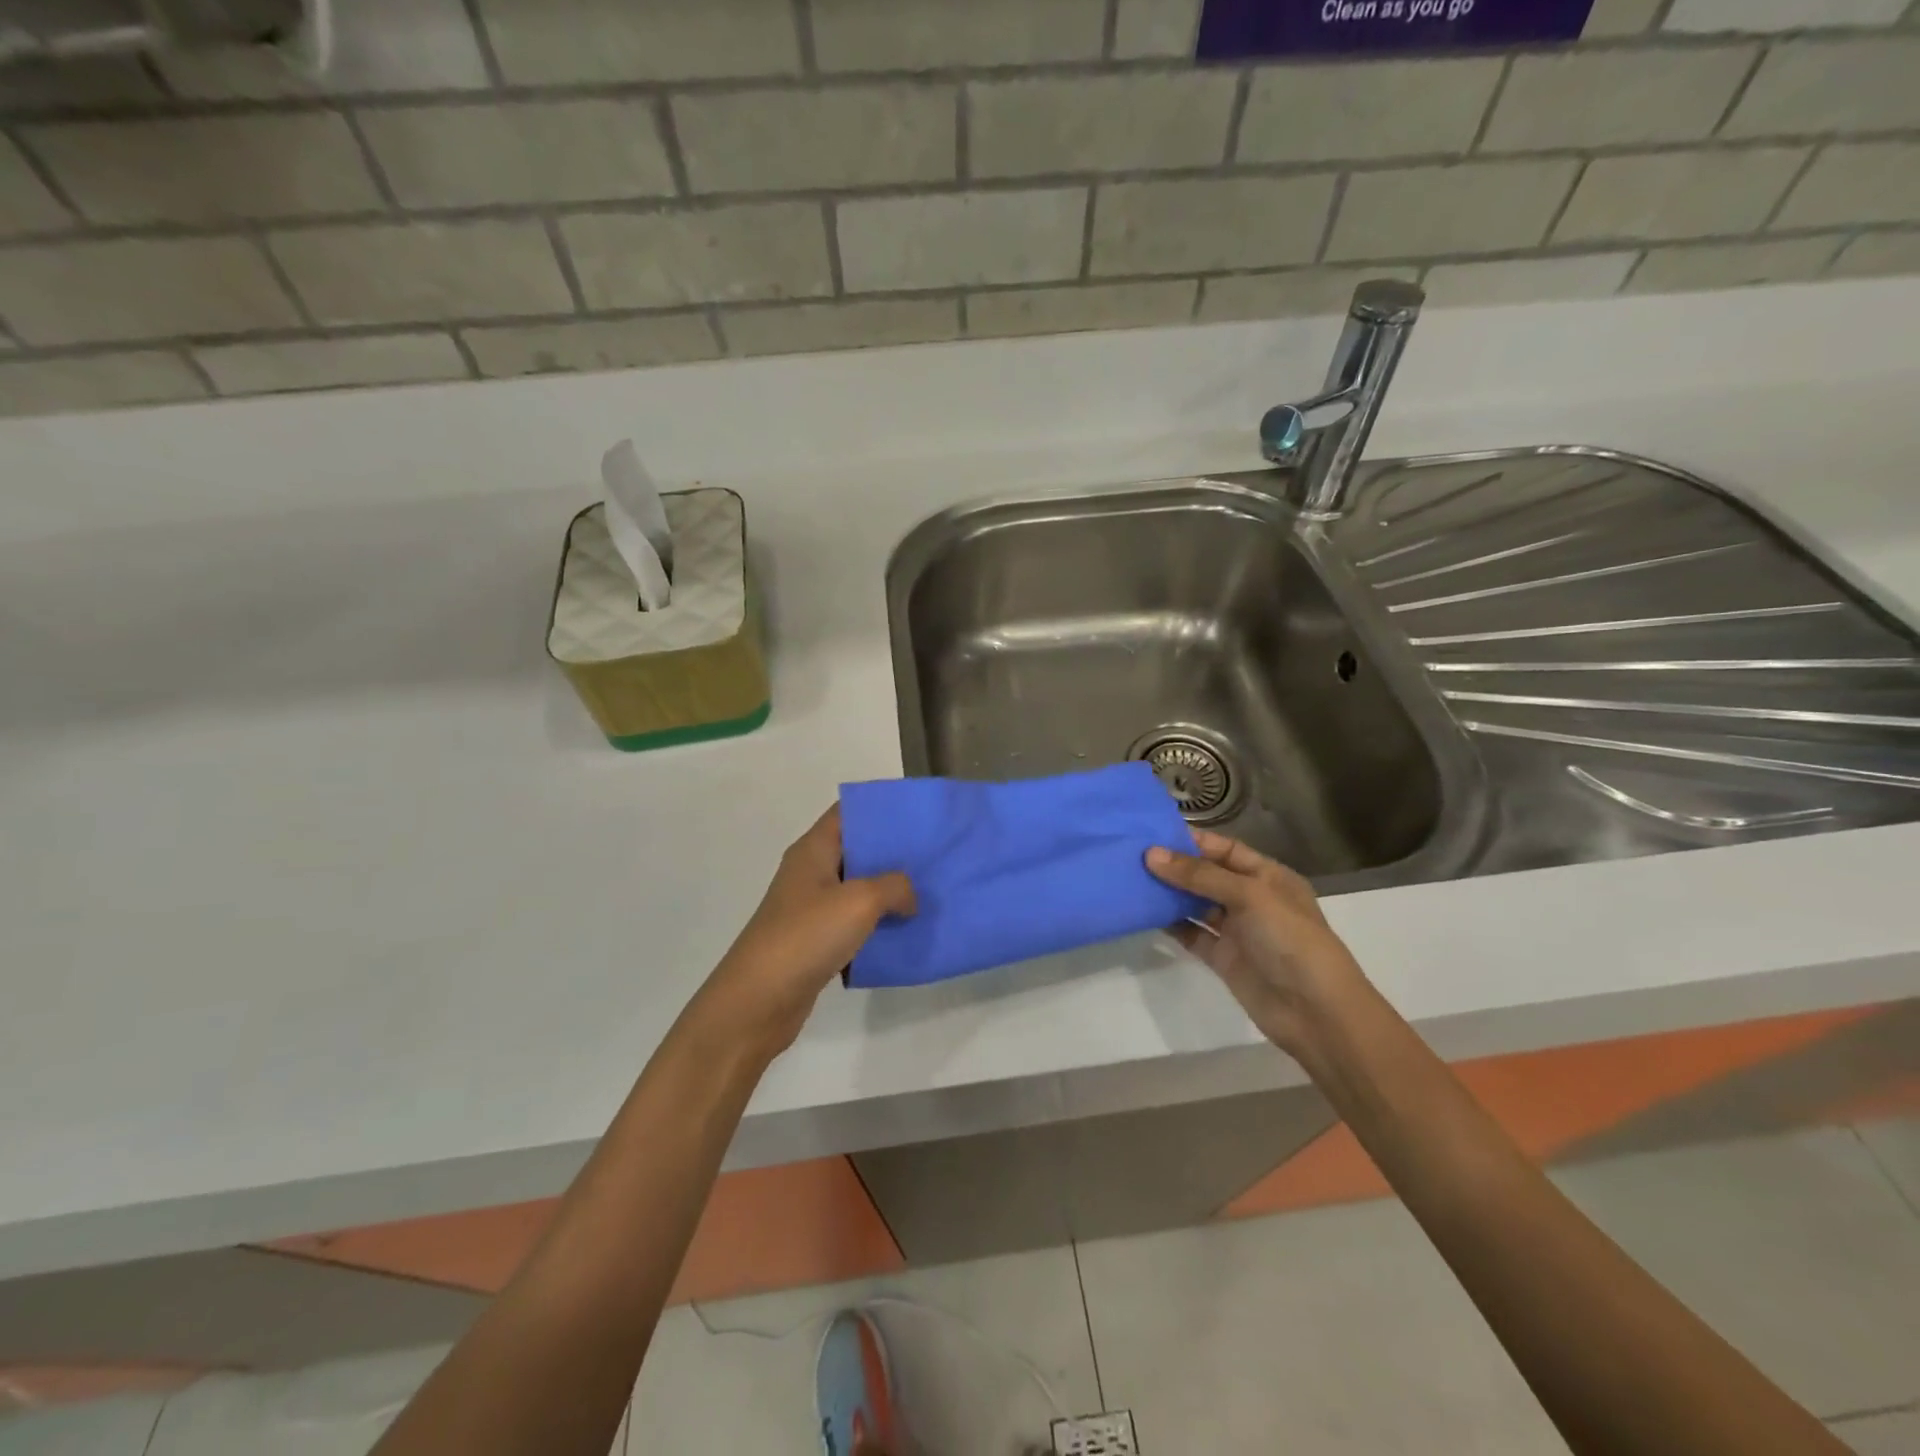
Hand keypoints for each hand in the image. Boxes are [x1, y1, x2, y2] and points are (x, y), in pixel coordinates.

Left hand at [692, 805, 915, 1059]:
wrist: (758, 1001)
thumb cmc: (806, 936)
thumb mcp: (860, 901)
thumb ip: (895, 887)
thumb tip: (909, 897)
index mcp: (813, 850)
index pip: (848, 813)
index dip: (881, 809)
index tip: (917, 815)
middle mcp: (810, 873)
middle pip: (856, 850)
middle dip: (893, 853)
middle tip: (934, 857)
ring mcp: (810, 908)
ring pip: (858, 890)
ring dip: (888, 894)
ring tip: (928, 894)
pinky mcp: (815, 941)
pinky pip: (853, 924)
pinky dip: (876, 927)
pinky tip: (905, 933)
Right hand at [1146, 830, 1366, 1055]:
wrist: (1315, 1012)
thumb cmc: (1289, 939)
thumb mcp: (1249, 896)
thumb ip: (1199, 875)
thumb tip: (1151, 854)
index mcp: (1268, 876)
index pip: (1225, 849)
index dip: (1193, 840)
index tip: (1152, 832)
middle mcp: (1251, 899)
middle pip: (1207, 875)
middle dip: (1174, 865)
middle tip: (1132, 854)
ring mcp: (1236, 930)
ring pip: (1195, 903)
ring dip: (1168, 893)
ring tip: (1131, 878)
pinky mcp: (1222, 958)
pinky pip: (1191, 933)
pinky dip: (1170, 923)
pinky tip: (1143, 912)